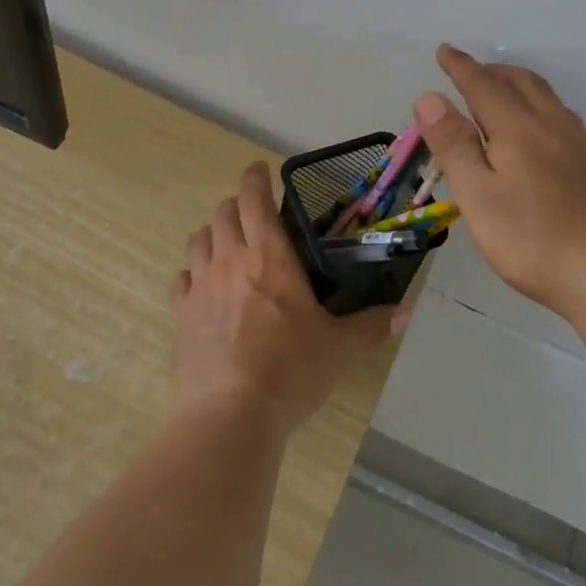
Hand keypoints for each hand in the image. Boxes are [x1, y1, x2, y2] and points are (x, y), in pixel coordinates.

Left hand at [174, 162, 398, 437]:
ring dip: (213, 234)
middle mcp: (231, 260)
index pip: (255, 199)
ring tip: (227, 245)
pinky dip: (193, 273)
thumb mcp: (339, 348)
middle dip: (237, 205)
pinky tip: (203, 286)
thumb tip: (404, 311)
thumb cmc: (291, 371)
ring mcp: (201, 286)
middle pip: (224, 214)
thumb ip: (371, 325)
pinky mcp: (181, 314)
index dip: (255, 178)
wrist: (231, 415)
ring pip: (198, 240)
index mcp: (270, 256)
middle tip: (253, 214)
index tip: (260, 170)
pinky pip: (181, 279)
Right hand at [416, 45, 585, 320]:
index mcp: (518, 128)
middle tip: (468, 71)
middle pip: (520, 81)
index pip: (483, 85)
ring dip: (517, 82)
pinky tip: (539, 128)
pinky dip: (538, 103)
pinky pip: (560, 114)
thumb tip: (430, 97)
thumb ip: (454, 145)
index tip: (444, 50)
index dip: (460, 66)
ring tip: (500, 90)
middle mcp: (551, 125)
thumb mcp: (478, 196)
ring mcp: (578, 144)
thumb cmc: (533, 239)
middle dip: (491, 70)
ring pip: (545, 96)